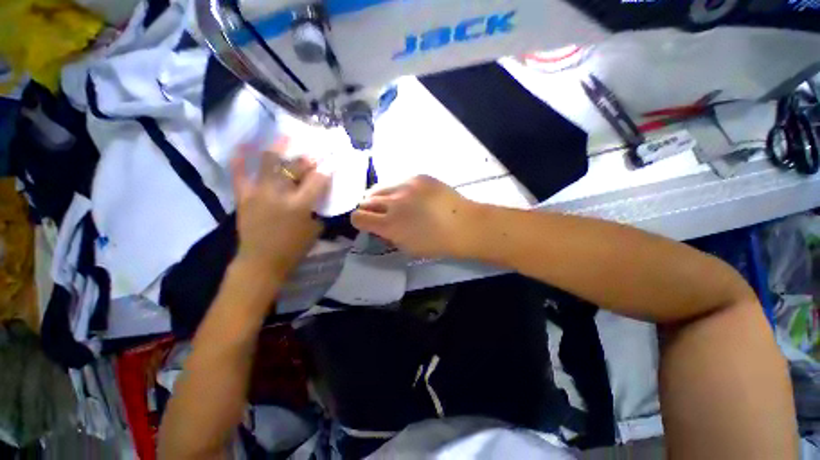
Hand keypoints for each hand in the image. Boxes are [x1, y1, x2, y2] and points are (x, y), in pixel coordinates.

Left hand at [230, 140, 329, 280]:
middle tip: (314, 150)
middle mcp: (280, 194)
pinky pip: (239, 173)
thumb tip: (320, 196)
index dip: (327, 168)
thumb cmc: (293, 248)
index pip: (317, 180)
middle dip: (307, 156)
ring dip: (279, 148)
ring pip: (269, 163)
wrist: (261, 261)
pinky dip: (240, 159)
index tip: (333, 160)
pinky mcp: (243, 196)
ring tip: (285, 137)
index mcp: (300, 205)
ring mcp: (259, 192)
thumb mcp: (315, 230)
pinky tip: (244, 146)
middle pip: (295, 167)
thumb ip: (318, 210)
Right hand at [351, 175, 481, 258]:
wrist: (464, 225)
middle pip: (365, 200)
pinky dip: (399, 189)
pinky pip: (398, 181)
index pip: (357, 217)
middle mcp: (393, 203)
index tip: (367, 223)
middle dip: (369, 208)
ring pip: (379, 187)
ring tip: (392, 202)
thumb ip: (388, 235)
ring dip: (380, 196)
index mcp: (389, 225)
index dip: (360, 221)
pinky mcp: (418, 177)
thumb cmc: (437, 243)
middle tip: (379, 212)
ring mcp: (405, 186)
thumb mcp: (407, 247)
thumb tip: (379, 226)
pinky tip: (411, 195)